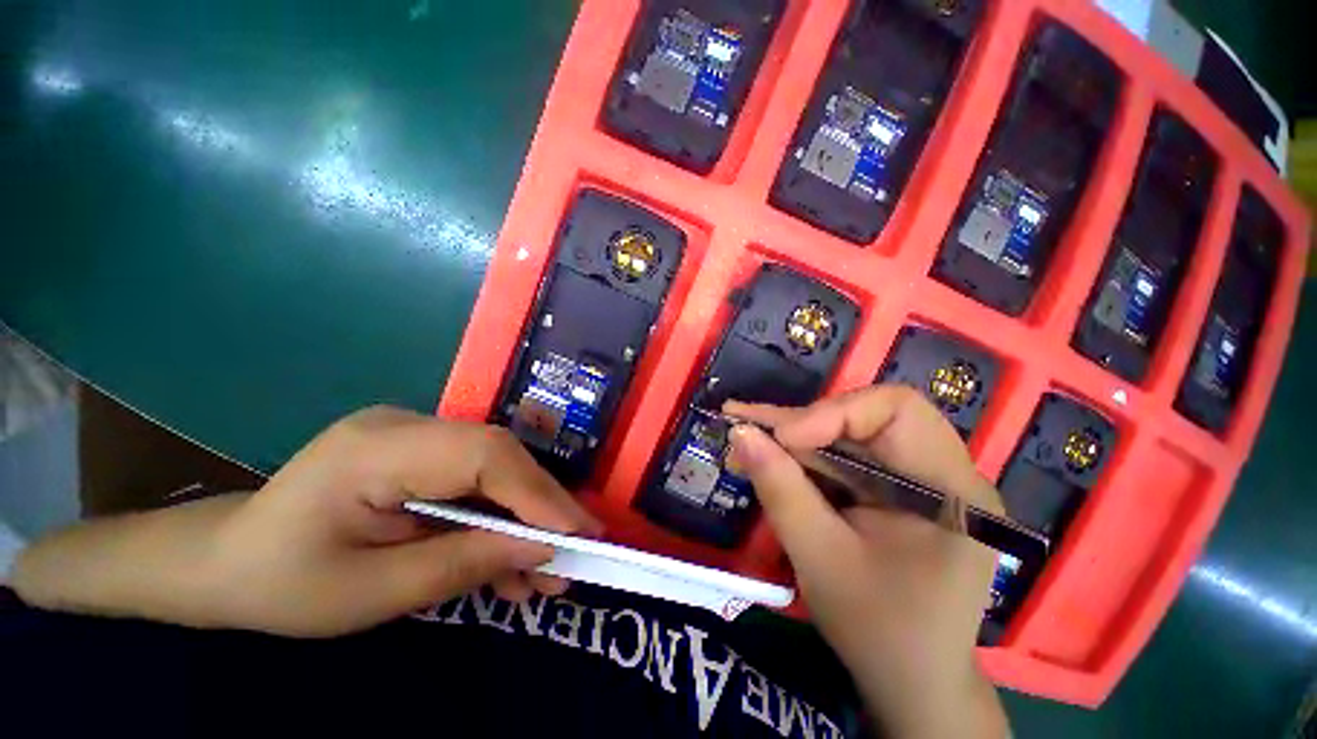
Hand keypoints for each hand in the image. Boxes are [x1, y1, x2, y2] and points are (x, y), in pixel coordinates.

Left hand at [206, 407, 600, 636]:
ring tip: (548, 569)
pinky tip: (511, 561)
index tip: (577, 533)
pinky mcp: (425, 454)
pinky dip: (499, 520)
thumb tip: (544, 550)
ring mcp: (418, 435)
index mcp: (377, 447)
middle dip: (542, 505)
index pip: (483, 455)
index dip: (537, 492)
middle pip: (499, 456)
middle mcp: (407, 425)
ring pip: (496, 470)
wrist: (227, 562)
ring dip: (526, 518)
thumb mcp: (371, 594)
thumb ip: (463, 565)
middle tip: (580, 548)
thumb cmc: (281, 583)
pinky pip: (477, 481)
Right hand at [725, 387, 1007, 737]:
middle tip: (743, 425)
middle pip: (865, 417)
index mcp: (950, 489)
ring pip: (847, 435)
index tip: (782, 438)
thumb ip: (781, 490)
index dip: (833, 413)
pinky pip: (844, 458)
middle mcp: (942, 471)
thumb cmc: (879, 633)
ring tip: (744, 440)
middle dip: (799, 424)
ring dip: (793, 438)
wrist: (913, 682)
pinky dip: (802, 458)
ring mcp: (918, 479)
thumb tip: (740, 433)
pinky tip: (767, 460)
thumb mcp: (821, 560)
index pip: (896, 410)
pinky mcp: (894, 490)